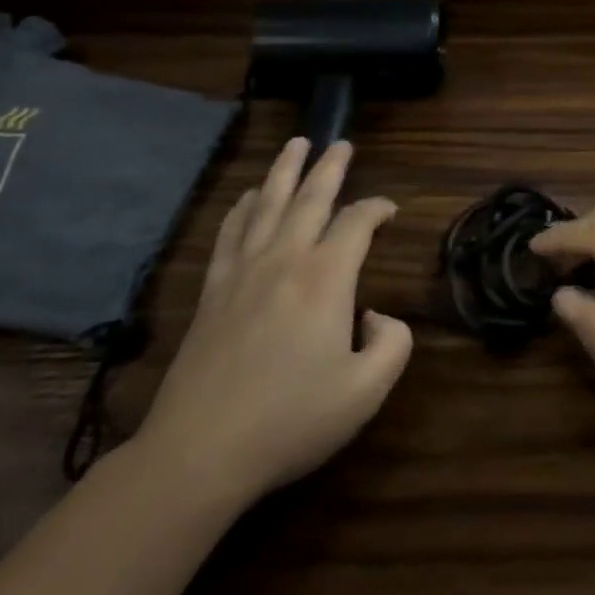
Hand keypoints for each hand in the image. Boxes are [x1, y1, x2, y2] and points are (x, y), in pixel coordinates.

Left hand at [130, 139, 412, 508]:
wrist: (201, 451)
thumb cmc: (291, 420)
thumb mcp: (365, 391)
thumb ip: (393, 344)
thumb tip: (378, 316)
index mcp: (326, 278)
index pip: (356, 222)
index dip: (377, 208)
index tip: (389, 211)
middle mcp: (284, 259)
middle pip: (310, 198)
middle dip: (330, 167)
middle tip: (341, 143)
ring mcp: (243, 271)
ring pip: (268, 204)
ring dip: (285, 170)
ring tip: (296, 144)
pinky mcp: (212, 290)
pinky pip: (230, 232)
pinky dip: (243, 207)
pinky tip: (249, 196)